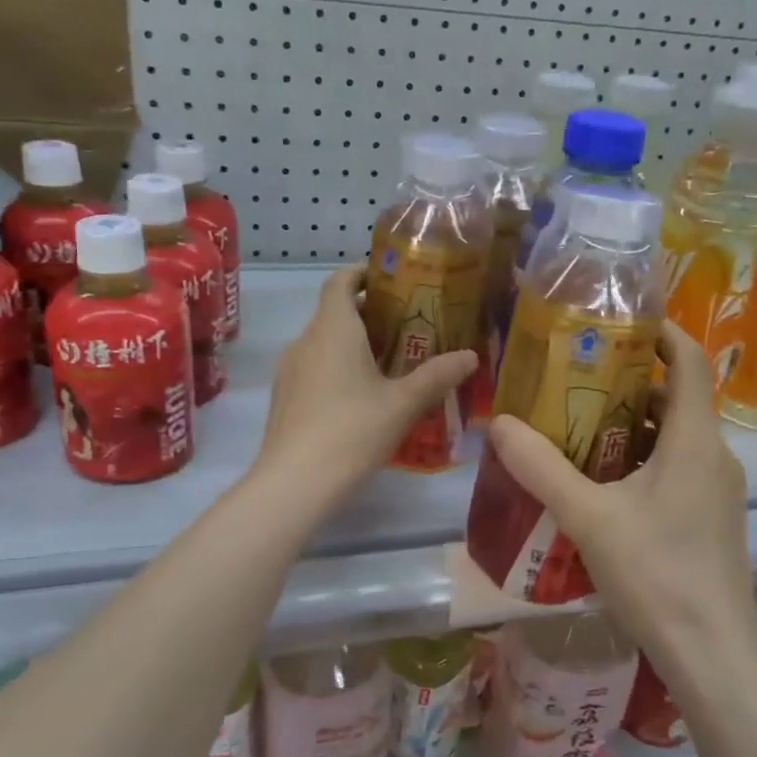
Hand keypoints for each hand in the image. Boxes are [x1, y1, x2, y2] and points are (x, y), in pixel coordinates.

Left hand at [257, 266, 476, 502]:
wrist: (294, 484)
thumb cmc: (352, 432)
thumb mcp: (403, 404)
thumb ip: (437, 376)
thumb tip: (471, 356)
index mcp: (333, 330)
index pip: (340, 282)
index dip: (362, 273)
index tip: (390, 278)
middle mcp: (306, 341)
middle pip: (335, 312)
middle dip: (370, 313)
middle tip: (408, 326)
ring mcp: (290, 371)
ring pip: (324, 342)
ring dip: (354, 343)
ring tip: (390, 362)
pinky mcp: (285, 398)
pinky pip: (315, 368)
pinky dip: (338, 367)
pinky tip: (362, 397)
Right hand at [484, 324, 756, 682]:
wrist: (711, 654)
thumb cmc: (655, 574)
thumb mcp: (589, 517)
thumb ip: (542, 468)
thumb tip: (499, 425)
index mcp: (695, 441)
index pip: (690, 363)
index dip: (663, 333)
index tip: (623, 322)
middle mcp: (716, 456)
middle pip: (678, 398)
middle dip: (631, 382)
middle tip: (578, 379)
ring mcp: (719, 490)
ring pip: (677, 437)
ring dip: (635, 424)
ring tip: (580, 426)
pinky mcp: (714, 519)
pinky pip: (679, 468)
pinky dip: (644, 458)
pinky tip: (604, 482)